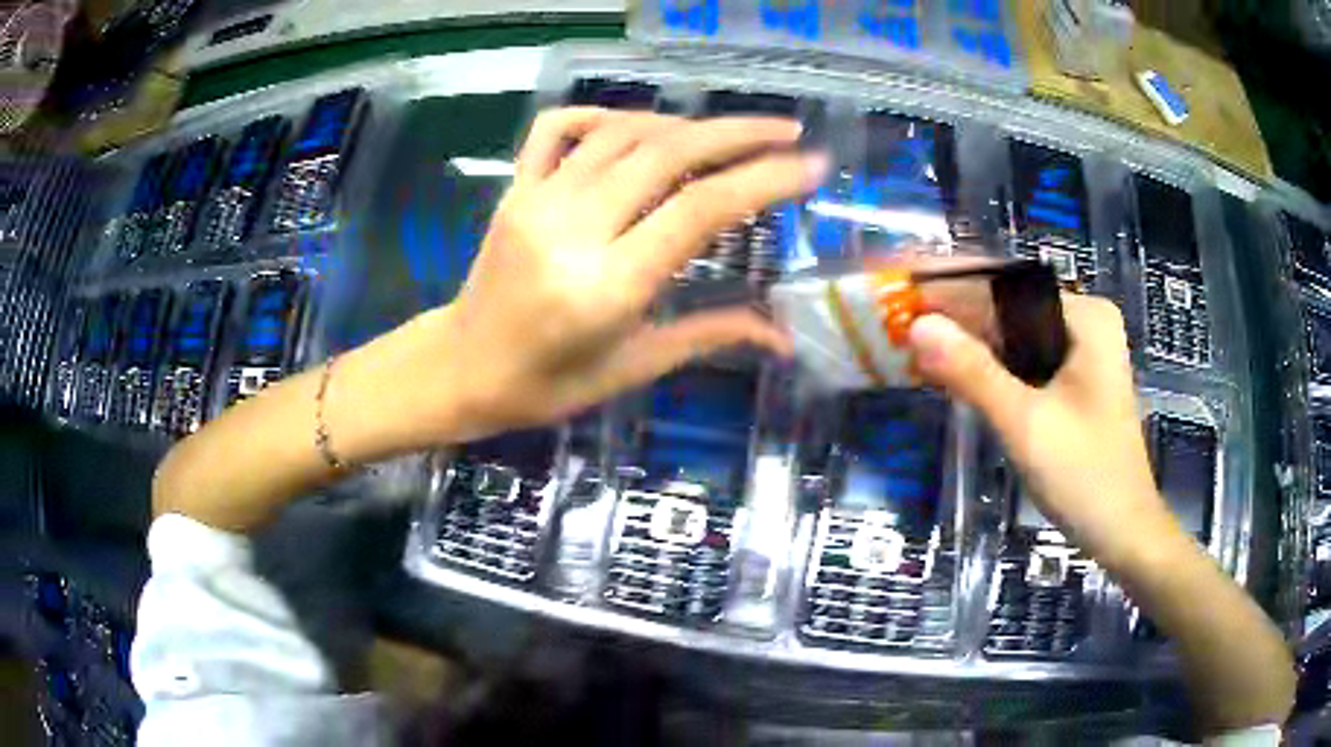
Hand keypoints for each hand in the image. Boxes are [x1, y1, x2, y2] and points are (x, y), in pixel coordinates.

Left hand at [331, 108, 826, 458]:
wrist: (460, 369)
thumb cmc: (546, 385)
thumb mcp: (632, 368)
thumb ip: (709, 336)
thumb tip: (783, 340)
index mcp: (607, 286)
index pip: (700, 211)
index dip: (763, 181)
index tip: (809, 166)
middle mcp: (573, 229)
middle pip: (667, 155)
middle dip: (737, 134)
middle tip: (785, 130)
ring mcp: (537, 200)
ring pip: (620, 133)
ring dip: (682, 124)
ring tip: (726, 134)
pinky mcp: (514, 189)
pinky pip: (557, 128)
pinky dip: (601, 115)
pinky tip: (635, 129)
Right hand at [906, 294, 1179, 564]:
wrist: (1122, 534)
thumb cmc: (1085, 477)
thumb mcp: (1026, 424)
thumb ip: (973, 373)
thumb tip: (918, 325)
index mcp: (1085, 316)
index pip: (1008, 287)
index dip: (954, 290)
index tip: (904, 297)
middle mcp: (1086, 323)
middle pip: (1011, 311)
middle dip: (960, 322)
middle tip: (901, 331)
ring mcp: (1083, 354)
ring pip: (1016, 339)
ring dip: (972, 349)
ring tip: (916, 352)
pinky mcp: (1076, 383)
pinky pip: (1026, 363)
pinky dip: (993, 372)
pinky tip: (956, 380)